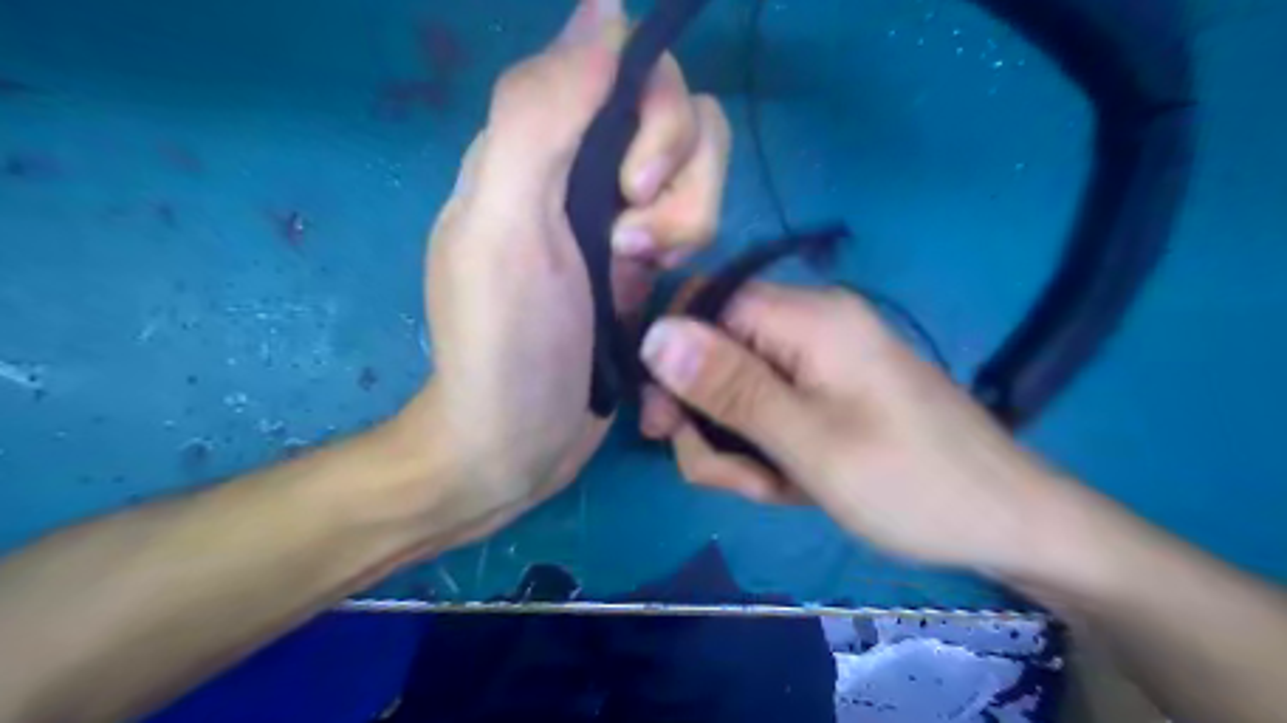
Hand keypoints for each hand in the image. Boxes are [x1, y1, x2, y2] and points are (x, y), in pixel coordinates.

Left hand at [405, 0, 722, 545]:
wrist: (517, 443)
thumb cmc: (506, 344)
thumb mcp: (504, 226)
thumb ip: (539, 113)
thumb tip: (602, 9)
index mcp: (539, 146)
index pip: (628, 70)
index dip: (654, 115)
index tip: (633, 185)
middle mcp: (582, 169)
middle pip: (680, 119)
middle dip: (677, 181)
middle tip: (633, 247)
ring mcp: (620, 217)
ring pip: (700, 172)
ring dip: (688, 223)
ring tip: (641, 277)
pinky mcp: (647, 262)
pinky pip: (700, 222)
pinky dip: (691, 251)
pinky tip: (653, 292)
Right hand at [641, 282, 1077, 576]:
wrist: (1005, 524)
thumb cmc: (911, 483)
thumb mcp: (809, 442)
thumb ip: (729, 386)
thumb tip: (655, 335)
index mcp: (809, 318)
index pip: (705, 305)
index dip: (671, 358)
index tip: (662, 422)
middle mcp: (809, 327)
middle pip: (715, 354)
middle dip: (708, 421)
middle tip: (733, 478)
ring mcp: (818, 363)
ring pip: (735, 392)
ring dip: (735, 447)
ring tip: (773, 489)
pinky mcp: (825, 394)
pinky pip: (766, 412)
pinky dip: (763, 452)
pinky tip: (790, 486)